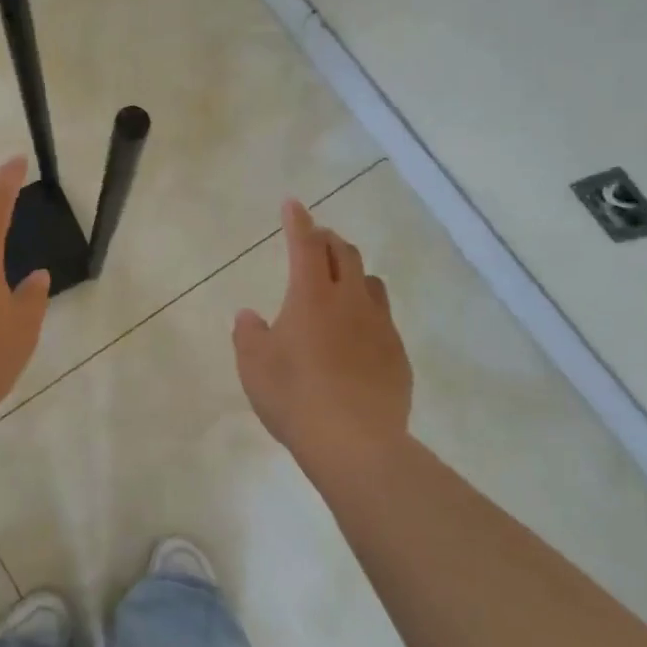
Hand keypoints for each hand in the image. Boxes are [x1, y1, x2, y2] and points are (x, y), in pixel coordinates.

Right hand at [233, 200, 412, 460]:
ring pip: (371, 283)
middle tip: (315, 239)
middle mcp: (350, 301)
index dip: (297, 221)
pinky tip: (356, 336)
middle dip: (328, 239)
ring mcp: (380, 327)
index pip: (304, 245)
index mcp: (310, 296)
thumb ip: (248, 335)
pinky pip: (383, 319)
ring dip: (353, 272)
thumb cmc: (293, 396)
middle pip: (345, 254)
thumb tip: (249, 316)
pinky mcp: (398, 355)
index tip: (293, 204)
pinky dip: (366, 311)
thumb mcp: (253, 365)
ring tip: (339, 283)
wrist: (355, 441)